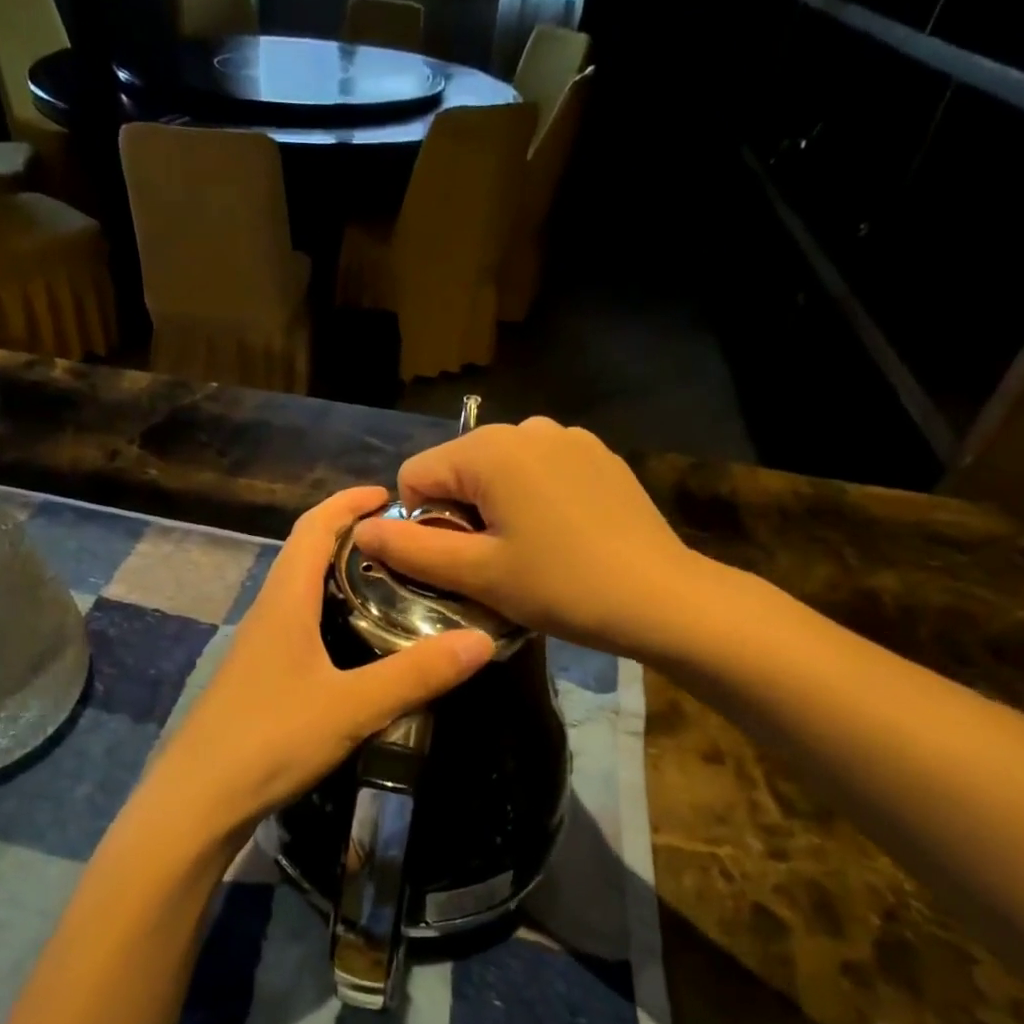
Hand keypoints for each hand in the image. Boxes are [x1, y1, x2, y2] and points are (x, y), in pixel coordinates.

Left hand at [135, 487, 494, 848]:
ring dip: (341, 576)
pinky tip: (360, 644)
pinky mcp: (260, 678)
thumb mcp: (352, 706)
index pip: (313, 528)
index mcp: (284, 601)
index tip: (390, 494)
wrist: (197, 802)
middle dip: (351, 535)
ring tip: (393, 586)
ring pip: (302, 592)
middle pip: (306, 553)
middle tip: (406, 543)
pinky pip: (300, 625)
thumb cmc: (270, 739)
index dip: (348, 502)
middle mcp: (268, 613)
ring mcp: (260, 647)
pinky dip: (332, 614)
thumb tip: (482, 641)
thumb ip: (416, 675)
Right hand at [352, 418, 703, 657]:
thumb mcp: (477, 574)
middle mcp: (526, 427)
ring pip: (499, 470)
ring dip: (496, 506)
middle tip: (496, 562)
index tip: (461, 561)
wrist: (661, 597)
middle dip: (461, 513)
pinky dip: (534, 498)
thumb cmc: (561, 586)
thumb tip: (361, 528)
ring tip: (530, 550)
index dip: (423, 524)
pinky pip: (539, 469)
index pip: (416, 476)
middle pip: (458, 468)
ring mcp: (568, 437)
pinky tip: (563, 534)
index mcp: (489, 449)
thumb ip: (411, 549)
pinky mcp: (597, 455)